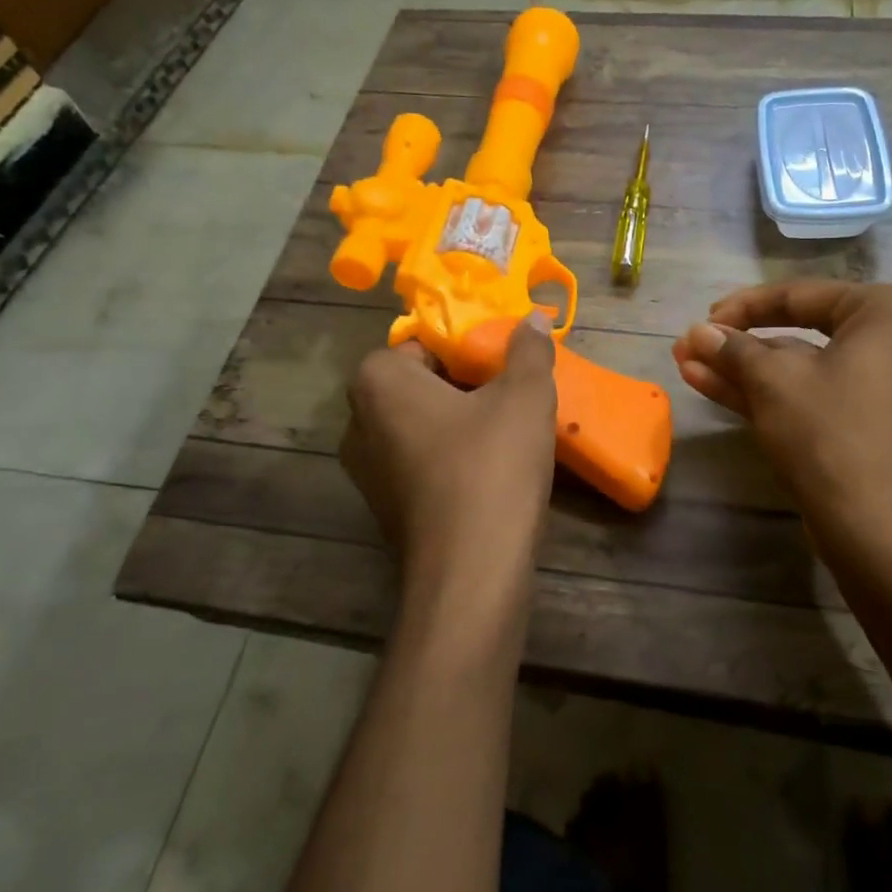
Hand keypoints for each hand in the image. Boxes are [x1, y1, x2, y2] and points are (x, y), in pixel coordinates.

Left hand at [341, 313, 557, 611]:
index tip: (505, 360)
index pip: (424, 343)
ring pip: (421, 425)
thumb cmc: (491, 466)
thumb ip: (528, 351)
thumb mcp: (524, 397)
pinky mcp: (385, 509)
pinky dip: (451, 458)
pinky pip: (421, 462)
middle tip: (512, 390)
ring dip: (460, 422)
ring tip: (509, 428)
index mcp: (378, 382)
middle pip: (421, 384)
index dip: (468, 346)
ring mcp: (367, 471)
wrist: (471, 572)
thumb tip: (532, 319)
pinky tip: (492, 469)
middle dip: (466, 383)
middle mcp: (358, 422)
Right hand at [672, 281, 891, 578]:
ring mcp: (878, 388)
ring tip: (686, 364)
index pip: (800, 296)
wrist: (879, 530)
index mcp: (885, 313)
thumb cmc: (830, 432)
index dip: (743, 306)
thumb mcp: (773, 381)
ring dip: (741, 368)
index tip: (702, 320)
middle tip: (689, 345)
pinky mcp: (862, 425)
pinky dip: (765, 392)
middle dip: (736, 343)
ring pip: (797, 369)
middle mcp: (890, 342)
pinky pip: (808, 395)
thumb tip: (697, 332)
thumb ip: (733, 349)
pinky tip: (709, 385)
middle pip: (798, 332)